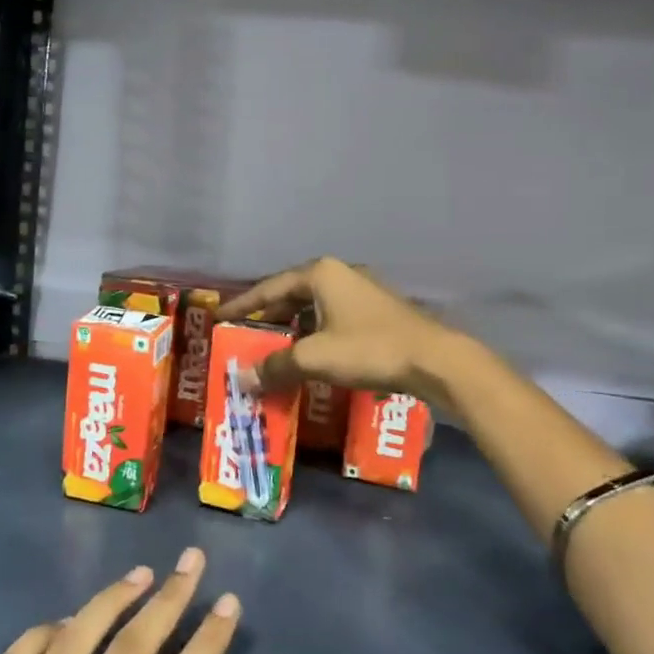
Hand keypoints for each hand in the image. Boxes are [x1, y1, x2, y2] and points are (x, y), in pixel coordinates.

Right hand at [218, 257, 459, 402]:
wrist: (434, 359)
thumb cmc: (369, 349)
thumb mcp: (315, 358)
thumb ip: (276, 365)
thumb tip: (242, 379)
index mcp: (320, 274)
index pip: (269, 287)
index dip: (242, 304)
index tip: (219, 318)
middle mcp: (339, 274)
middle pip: (291, 294)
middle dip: (267, 316)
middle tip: (244, 335)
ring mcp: (361, 290)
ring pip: (313, 306)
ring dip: (291, 326)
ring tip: (272, 347)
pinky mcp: (376, 310)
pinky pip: (332, 317)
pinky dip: (314, 332)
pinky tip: (309, 353)